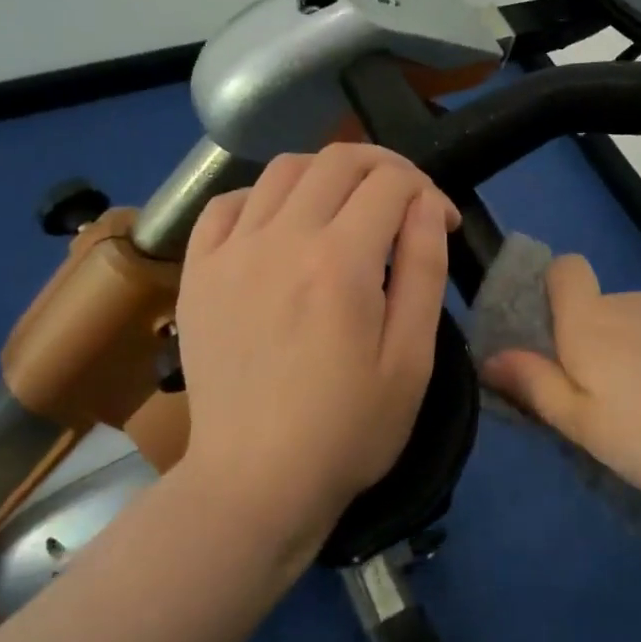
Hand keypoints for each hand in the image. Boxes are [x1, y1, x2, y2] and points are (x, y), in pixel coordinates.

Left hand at [172, 144, 458, 550]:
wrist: (255, 482)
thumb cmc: (347, 430)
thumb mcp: (411, 359)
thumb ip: (424, 269)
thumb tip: (427, 203)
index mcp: (340, 262)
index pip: (392, 183)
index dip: (428, 190)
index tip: (442, 220)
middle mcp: (281, 238)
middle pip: (338, 159)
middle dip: (384, 165)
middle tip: (404, 198)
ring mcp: (231, 251)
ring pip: (283, 169)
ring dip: (327, 173)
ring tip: (347, 205)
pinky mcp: (198, 271)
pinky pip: (227, 203)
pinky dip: (262, 196)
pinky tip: (280, 223)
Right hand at [479, 256, 640, 513]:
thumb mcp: (593, 432)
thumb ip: (539, 389)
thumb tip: (491, 357)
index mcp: (593, 325)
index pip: (563, 270)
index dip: (555, 294)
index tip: (562, 345)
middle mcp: (635, 300)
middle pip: (603, 310)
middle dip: (603, 348)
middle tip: (624, 411)